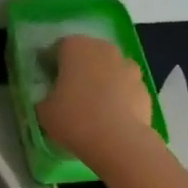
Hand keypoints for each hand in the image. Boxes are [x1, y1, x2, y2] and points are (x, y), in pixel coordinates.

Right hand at [36, 34, 155, 169]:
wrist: (118, 141)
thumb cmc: (74, 118)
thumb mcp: (43, 110)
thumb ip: (45, 97)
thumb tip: (51, 99)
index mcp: (76, 47)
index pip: (58, 48)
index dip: (51, 64)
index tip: (48, 81)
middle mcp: (104, 49)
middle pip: (87, 54)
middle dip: (79, 69)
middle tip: (69, 92)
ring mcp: (128, 67)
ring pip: (109, 70)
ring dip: (101, 81)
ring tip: (92, 107)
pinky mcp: (144, 87)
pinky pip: (125, 88)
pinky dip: (118, 97)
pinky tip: (111, 118)